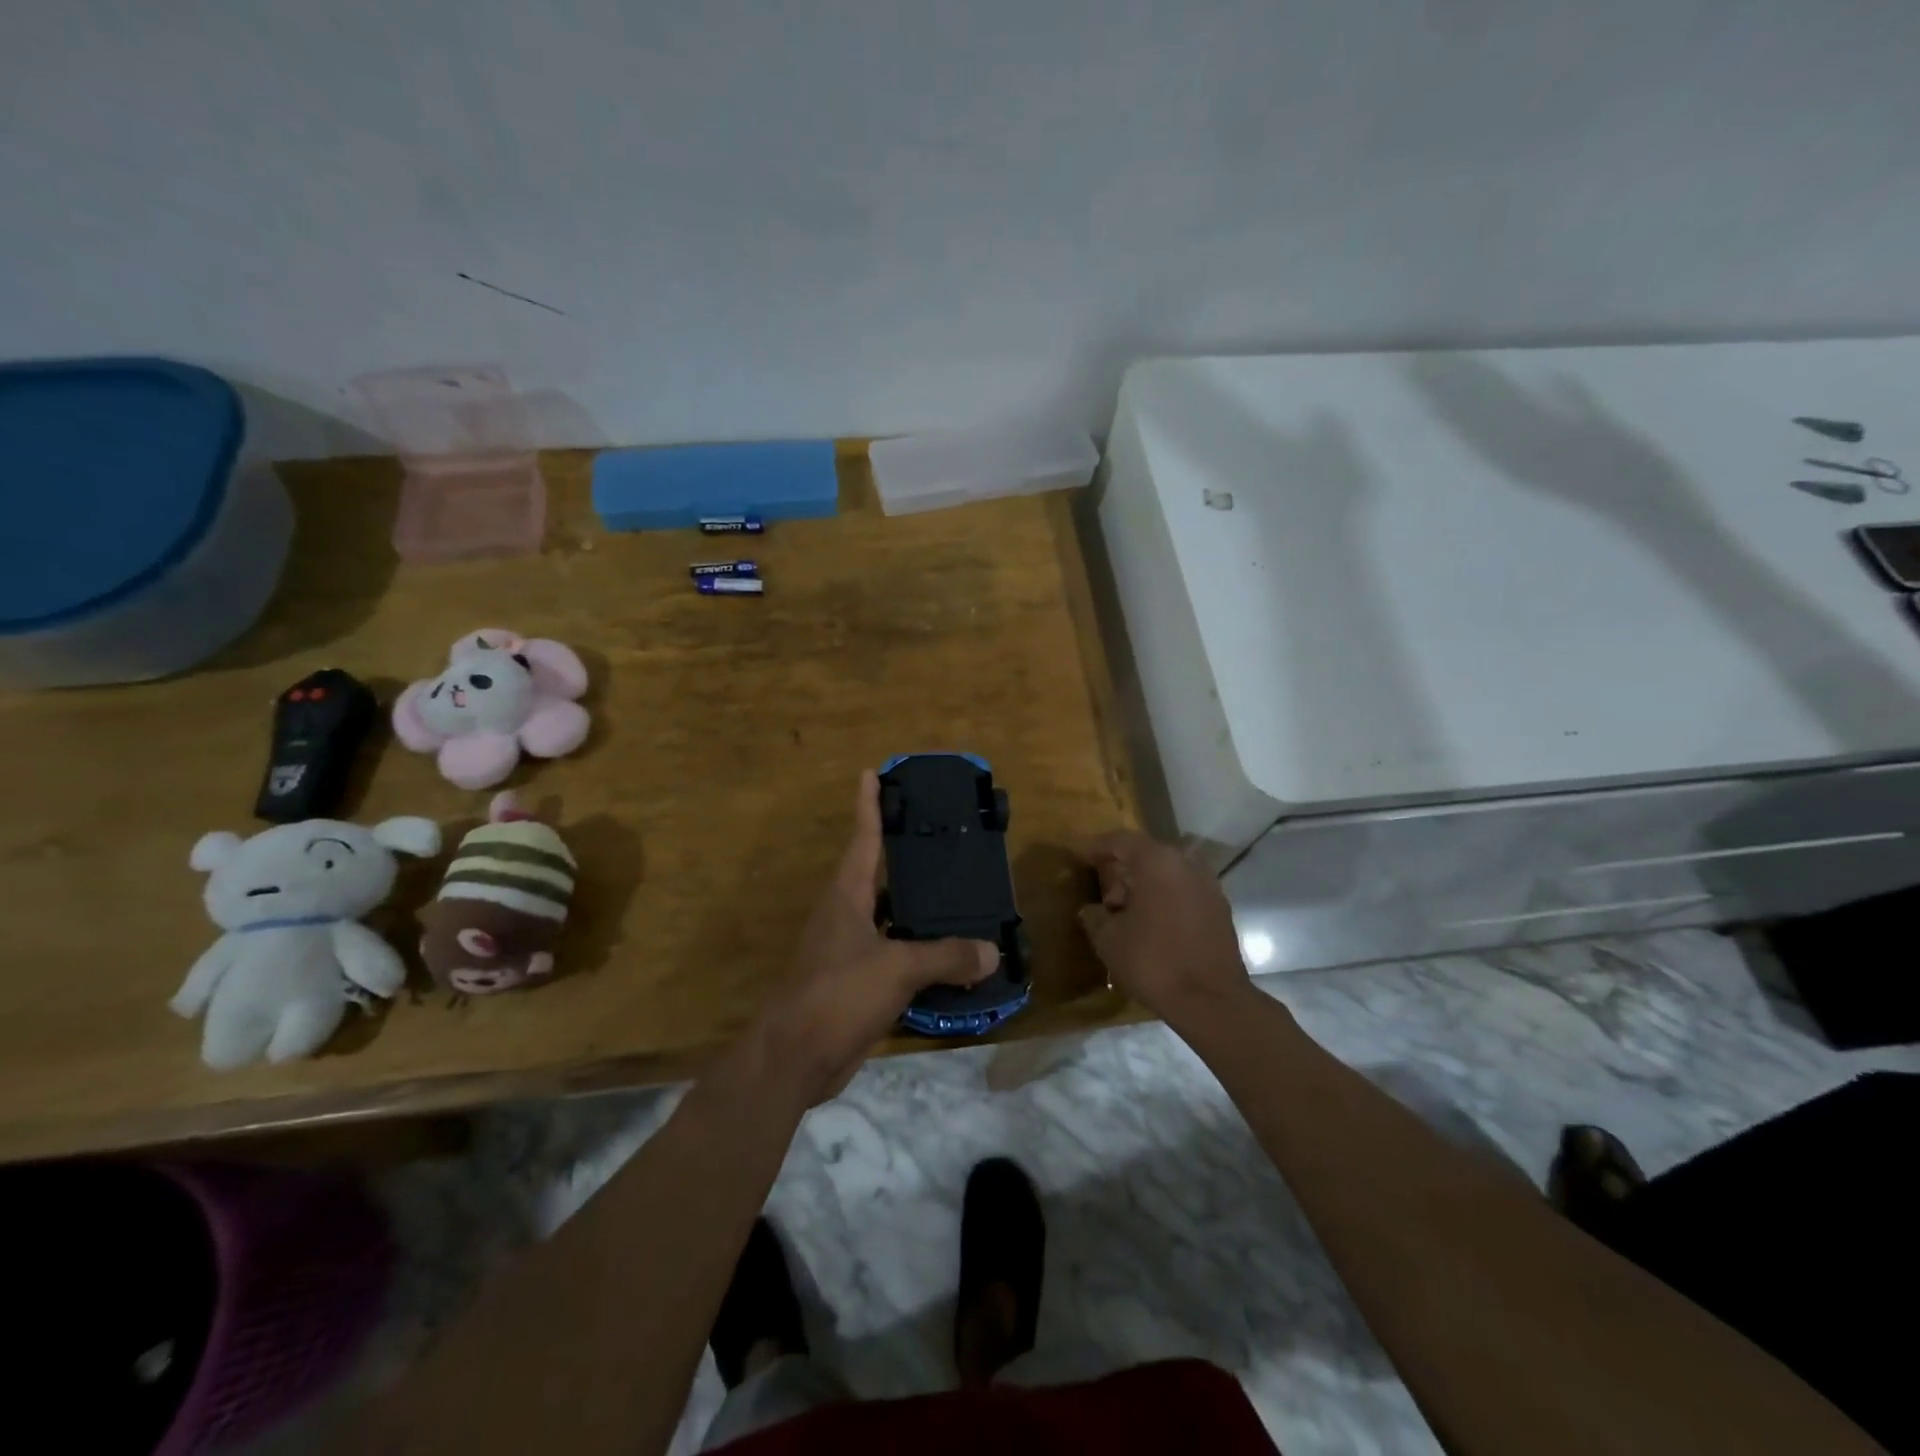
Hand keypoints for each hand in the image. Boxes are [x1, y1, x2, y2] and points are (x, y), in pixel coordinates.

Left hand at [755, 771, 997, 1103]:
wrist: (794, 1058)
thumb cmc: (837, 994)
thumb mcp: (896, 968)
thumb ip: (945, 956)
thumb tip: (992, 951)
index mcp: (846, 896)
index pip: (863, 838)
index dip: (869, 805)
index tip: (873, 773)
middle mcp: (845, 915)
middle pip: (878, 874)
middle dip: (905, 855)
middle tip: (943, 837)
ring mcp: (848, 951)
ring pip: (890, 918)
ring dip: (918, 908)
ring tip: (958, 895)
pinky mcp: (856, 984)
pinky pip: (895, 956)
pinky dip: (920, 952)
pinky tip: (949, 957)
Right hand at [1077, 830, 1250, 1024]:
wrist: (1211, 1001)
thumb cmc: (1153, 961)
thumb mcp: (1109, 940)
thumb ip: (1095, 917)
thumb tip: (1091, 910)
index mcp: (1157, 862)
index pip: (1121, 840)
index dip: (1096, 847)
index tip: (1078, 856)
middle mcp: (1186, 864)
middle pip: (1147, 856)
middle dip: (1122, 872)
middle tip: (1104, 898)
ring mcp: (1208, 886)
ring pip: (1168, 875)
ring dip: (1145, 887)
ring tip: (1126, 916)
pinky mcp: (1220, 910)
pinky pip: (1184, 893)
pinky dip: (1165, 901)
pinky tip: (1152, 927)